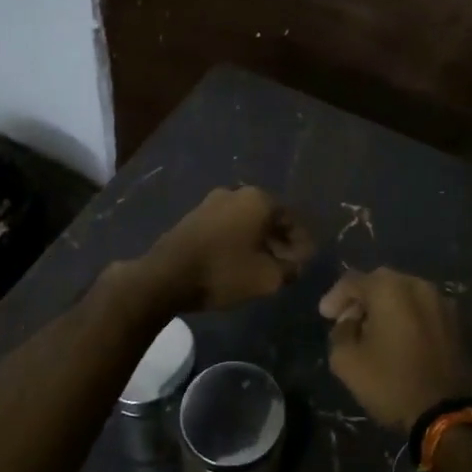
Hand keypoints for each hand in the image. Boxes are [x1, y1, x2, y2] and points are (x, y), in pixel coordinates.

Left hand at [142, 186, 314, 311]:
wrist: (166, 276)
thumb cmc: (223, 272)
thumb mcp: (267, 278)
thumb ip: (290, 269)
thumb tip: (296, 264)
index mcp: (258, 200)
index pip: (291, 219)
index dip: (302, 242)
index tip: (305, 262)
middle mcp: (236, 193)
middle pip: (268, 217)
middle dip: (280, 241)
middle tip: (286, 265)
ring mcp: (211, 202)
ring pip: (246, 221)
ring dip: (258, 241)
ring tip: (263, 266)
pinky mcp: (194, 216)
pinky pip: (227, 226)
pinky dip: (238, 240)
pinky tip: (238, 261)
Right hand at [321, 268, 471, 430]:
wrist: (446, 414)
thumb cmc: (392, 383)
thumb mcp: (347, 362)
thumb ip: (340, 332)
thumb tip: (351, 322)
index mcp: (389, 288)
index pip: (353, 281)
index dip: (335, 297)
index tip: (325, 315)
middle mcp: (418, 285)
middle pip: (381, 282)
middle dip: (361, 299)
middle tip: (348, 320)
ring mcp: (442, 301)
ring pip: (405, 294)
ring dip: (386, 307)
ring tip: (375, 330)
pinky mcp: (457, 322)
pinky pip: (424, 309)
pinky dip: (408, 317)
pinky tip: (401, 339)